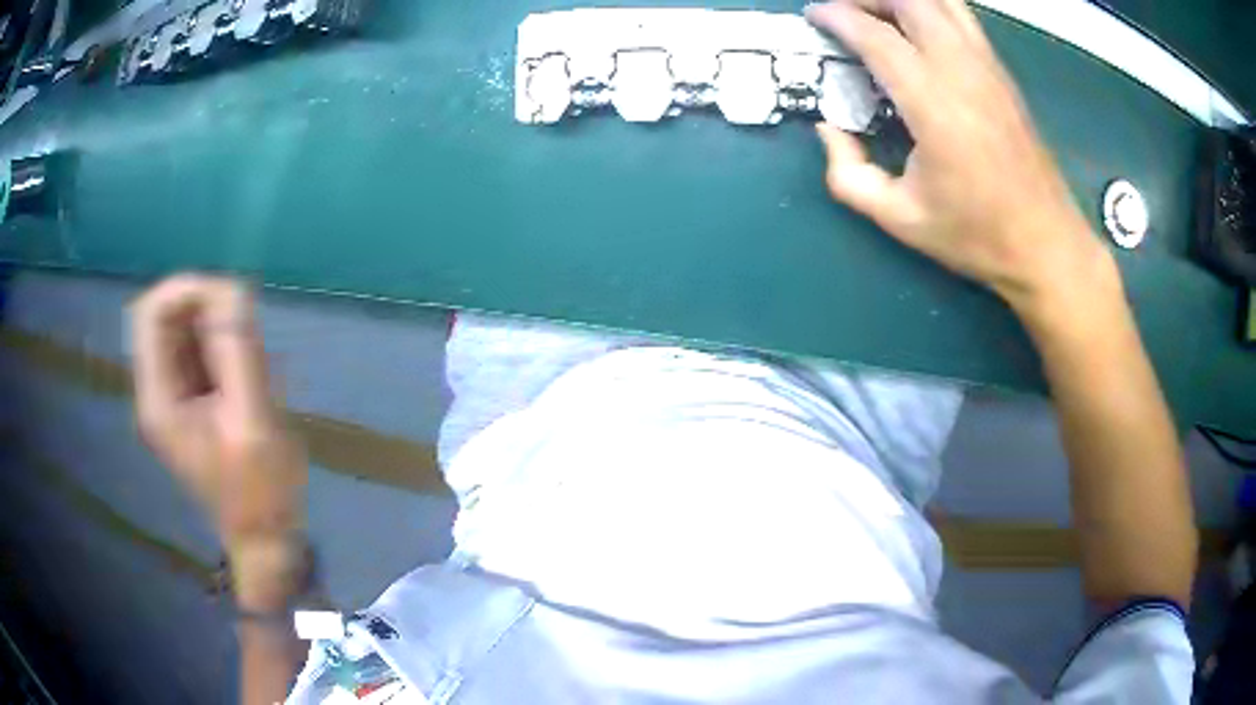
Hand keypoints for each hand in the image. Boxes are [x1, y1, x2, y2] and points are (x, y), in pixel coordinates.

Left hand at [132, 274, 307, 606]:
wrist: (266, 536)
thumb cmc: (260, 490)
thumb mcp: (252, 420)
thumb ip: (238, 353)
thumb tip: (233, 289)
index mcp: (159, 399)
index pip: (151, 314)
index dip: (186, 290)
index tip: (230, 298)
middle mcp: (156, 392)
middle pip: (165, 317)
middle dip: (206, 308)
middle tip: (247, 330)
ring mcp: (172, 397)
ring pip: (183, 331)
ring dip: (218, 328)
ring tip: (253, 359)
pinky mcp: (190, 402)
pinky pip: (198, 352)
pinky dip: (223, 346)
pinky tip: (248, 372)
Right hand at [806, 0, 1115, 315]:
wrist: (1047, 245)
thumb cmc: (977, 236)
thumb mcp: (900, 219)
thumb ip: (848, 175)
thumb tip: (828, 131)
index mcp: (934, 104)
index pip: (876, 36)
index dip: (838, 17)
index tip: (815, 16)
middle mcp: (962, 71)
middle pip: (910, 2)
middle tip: (844, 11)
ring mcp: (988, 68)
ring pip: (943, 2)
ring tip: (878, 12)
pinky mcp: (1003, 75)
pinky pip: (963, 19)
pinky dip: (933, 9)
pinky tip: (919, 27)